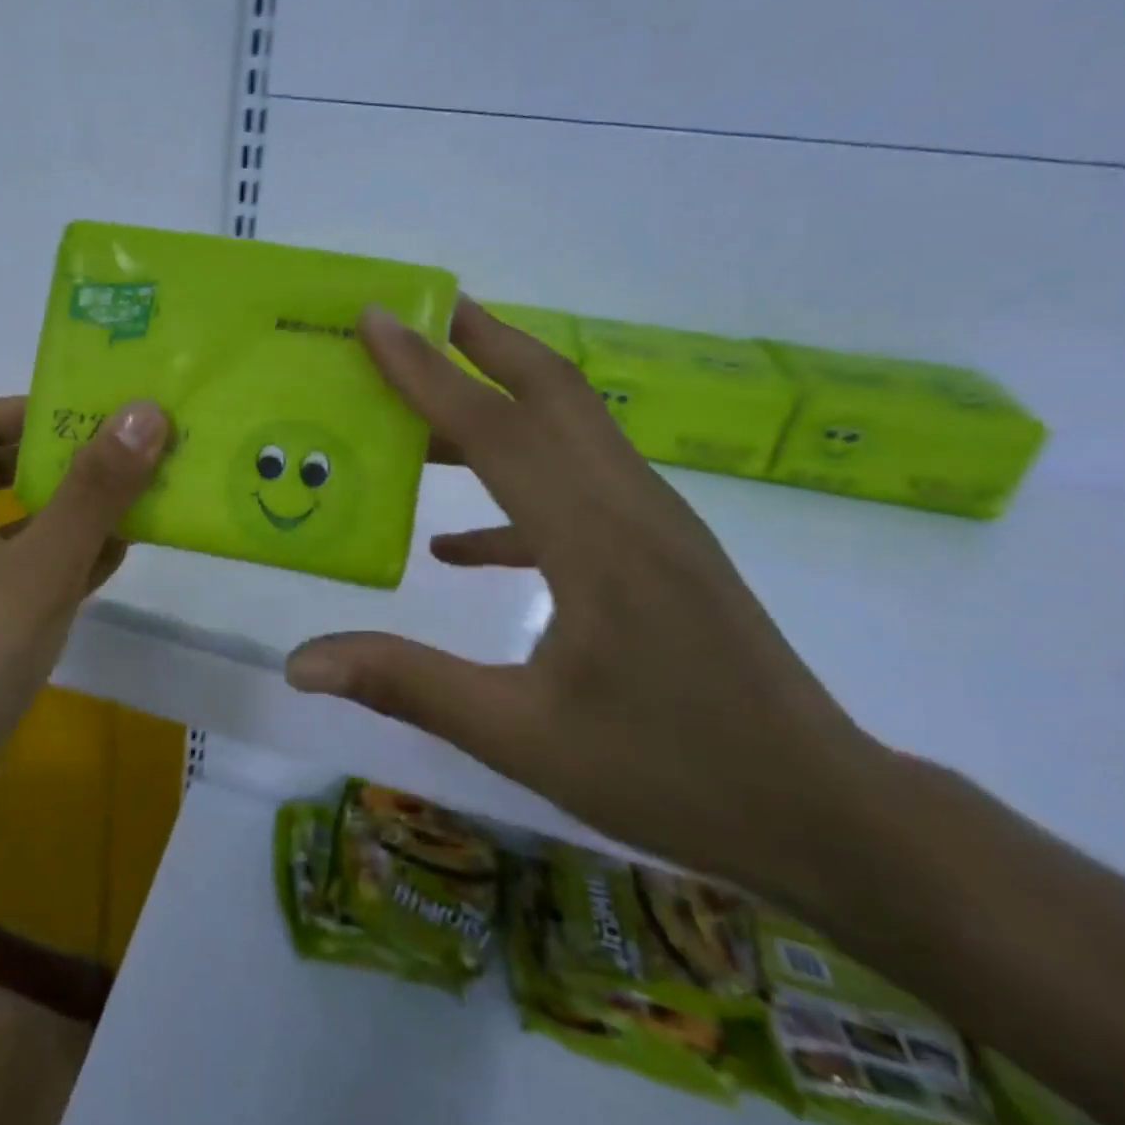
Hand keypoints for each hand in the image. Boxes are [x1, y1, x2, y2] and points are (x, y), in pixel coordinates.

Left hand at [0, 396, 167, 773]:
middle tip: (128, 460)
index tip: (96, 422)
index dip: (33, 410)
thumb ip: (94, 489)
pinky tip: (110, 563)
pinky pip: (18, 565)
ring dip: (71, 509)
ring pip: (15, 519)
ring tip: (136, 505)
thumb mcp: (44, 564)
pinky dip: (60, 555)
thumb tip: (143, 411)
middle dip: (65, 460)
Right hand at [287, 300, 879, 891]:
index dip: (426, 371)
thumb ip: (407, 684)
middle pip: (551, 391)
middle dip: (480, 340)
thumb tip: (300, 663)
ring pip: (568, 427)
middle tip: (416, 310)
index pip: (496, 428)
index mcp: (595, 539)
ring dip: (496, 397)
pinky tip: (456, 541)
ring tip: (423, 396)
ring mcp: (652, 522)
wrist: (823, 813)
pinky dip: (513, 487)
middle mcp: (629, 506)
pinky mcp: (657, 548)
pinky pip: (577, 488)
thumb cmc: (671, 773)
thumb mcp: (522, 736)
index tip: (376, 318)